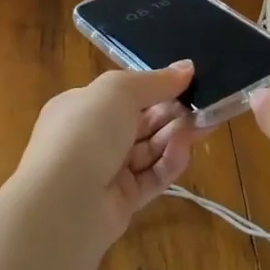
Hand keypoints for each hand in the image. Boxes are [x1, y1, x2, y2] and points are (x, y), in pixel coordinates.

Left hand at [11, 62, 197, 250]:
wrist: (64, 202)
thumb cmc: (85, 131)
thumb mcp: (119, 90)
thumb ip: (155, 80)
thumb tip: (187, 67)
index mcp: (80, 107)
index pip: (123, 94)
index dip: (155, 87)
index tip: (187, 81)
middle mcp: (91, 138)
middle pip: (141, 122)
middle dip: (172, 112)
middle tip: (205, 104)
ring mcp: (106, 172)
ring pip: (150, 149)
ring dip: (176, 135)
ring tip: (203, 124)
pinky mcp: (122, 202)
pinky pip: (152, 177)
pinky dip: (170, 162)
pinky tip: (184, 149)